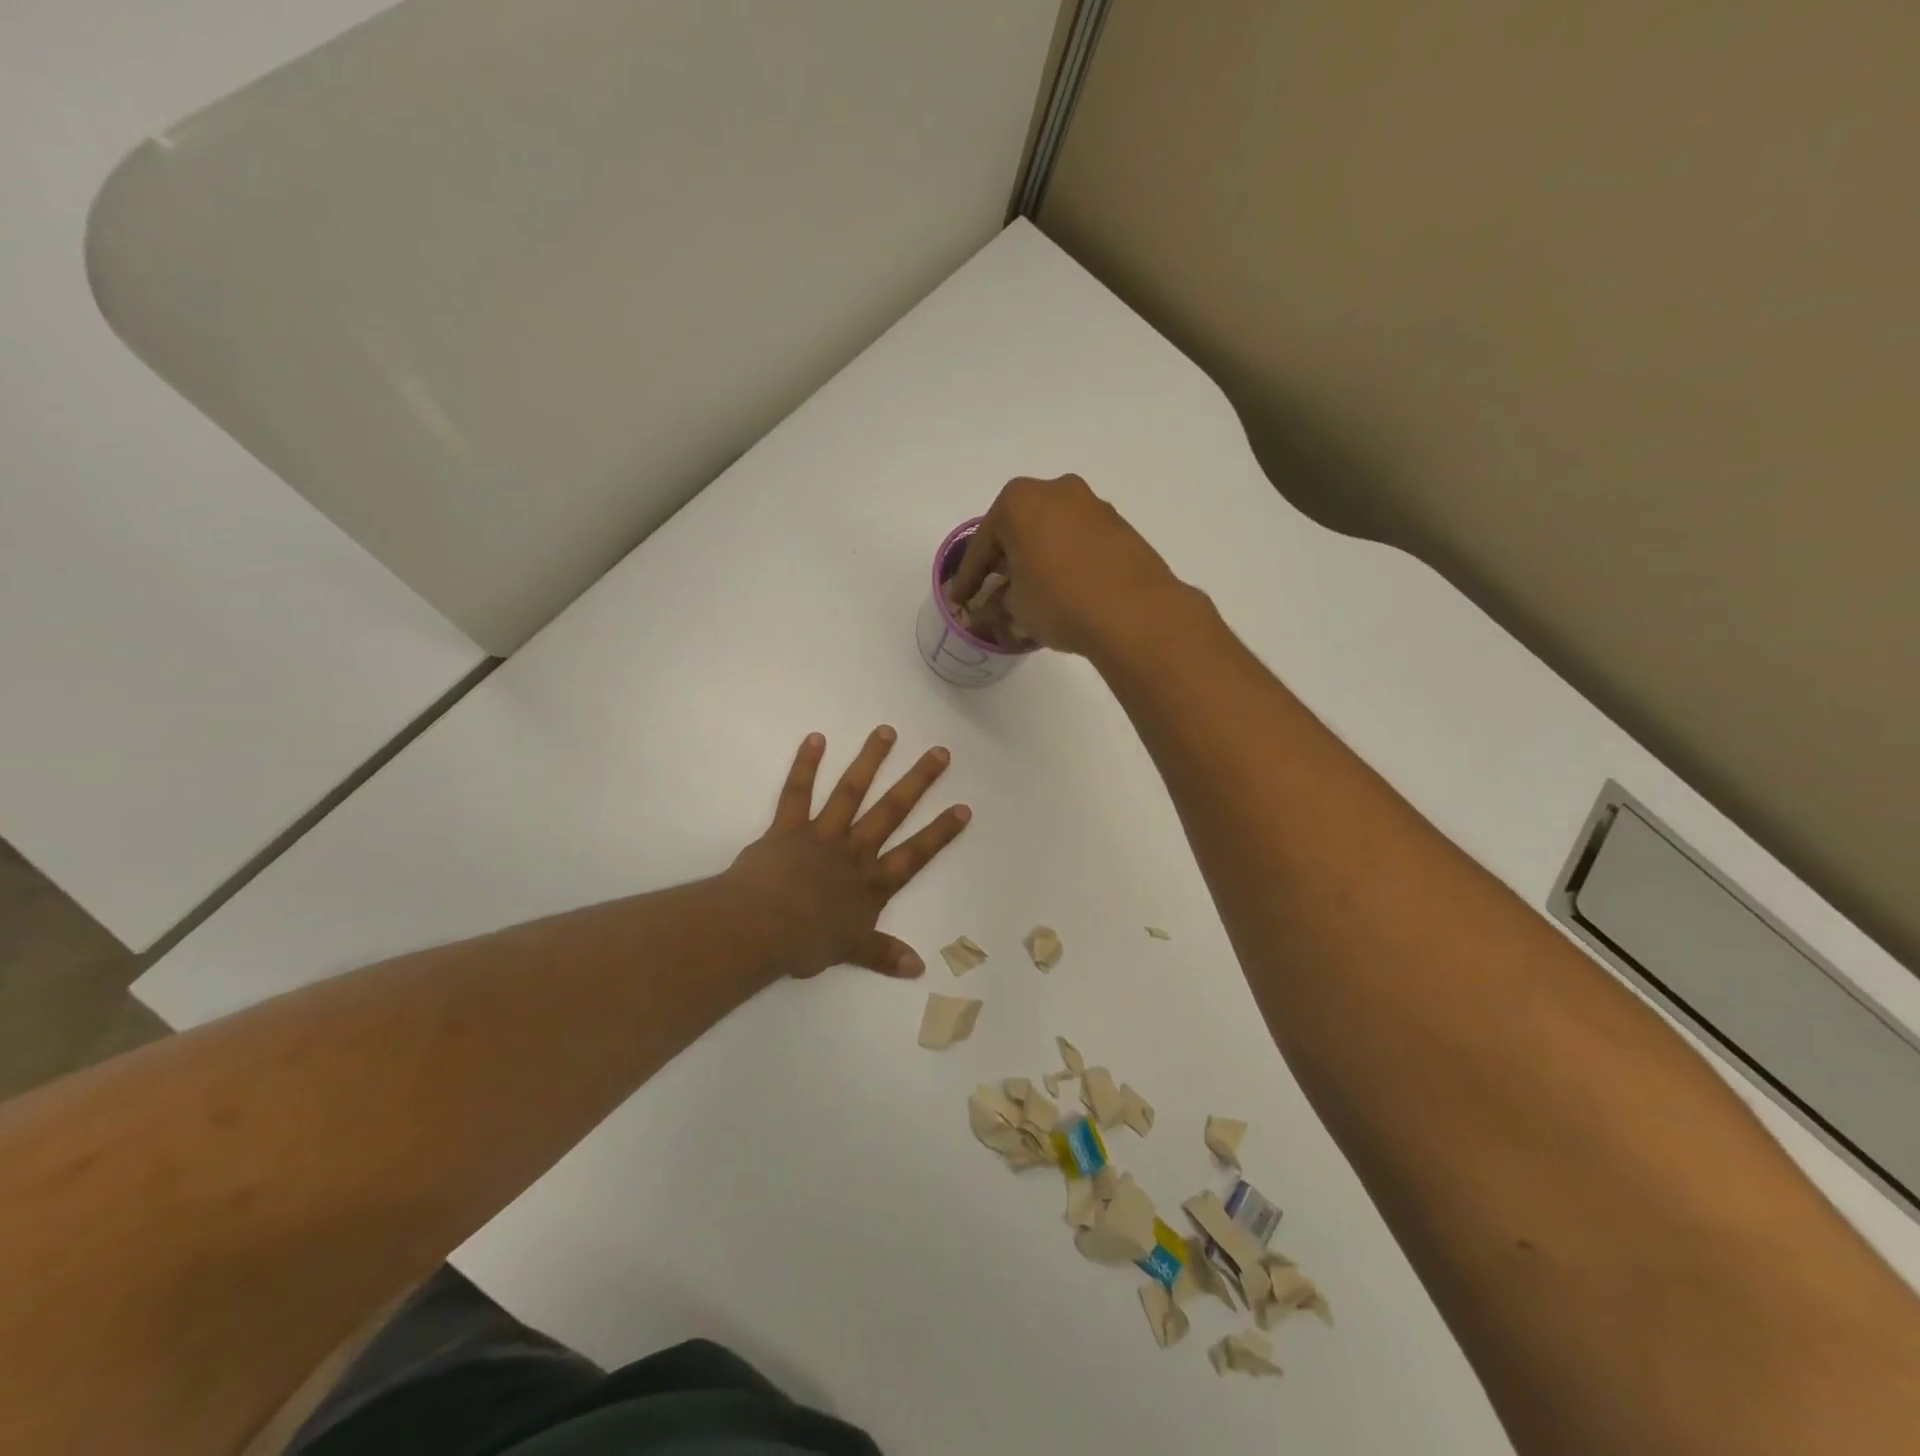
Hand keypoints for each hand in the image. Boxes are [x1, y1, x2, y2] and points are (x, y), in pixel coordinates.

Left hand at [728, 727, 970, 978]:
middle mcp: (854, 851)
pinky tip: (816, 738)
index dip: (940, 832)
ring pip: (850, 792)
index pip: (915, 854)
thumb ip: (884, 954)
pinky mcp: (788, 827)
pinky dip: (806, 765)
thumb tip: (919, 967)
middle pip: (891, 811)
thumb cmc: (808, 942)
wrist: (762, 927)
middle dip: (917, 782)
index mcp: (871, 883)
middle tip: (939, 752)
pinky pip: (798, 793)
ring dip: (869, 761)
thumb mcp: (851, 951)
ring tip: (886, 731)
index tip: (963, 807)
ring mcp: (822, 835)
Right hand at [947, 474, 1186, 656]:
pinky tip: (1064, 590)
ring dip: (1037, 560)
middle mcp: (1056, 490)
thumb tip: (989, 609)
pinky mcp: (1120, 527)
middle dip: (1004, 562)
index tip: (959, 602)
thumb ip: (995, 604)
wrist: (1135, 613)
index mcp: (1019, 501)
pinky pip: (1079, 543)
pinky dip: (1066, 562)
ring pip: (1051, 533)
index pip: (982, 545)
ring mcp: (1093, 505)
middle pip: (1018, 530)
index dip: (968, 579)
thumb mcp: (1015, 608)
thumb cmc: (1060, 601)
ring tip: (1031, 594)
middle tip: (992, 592)